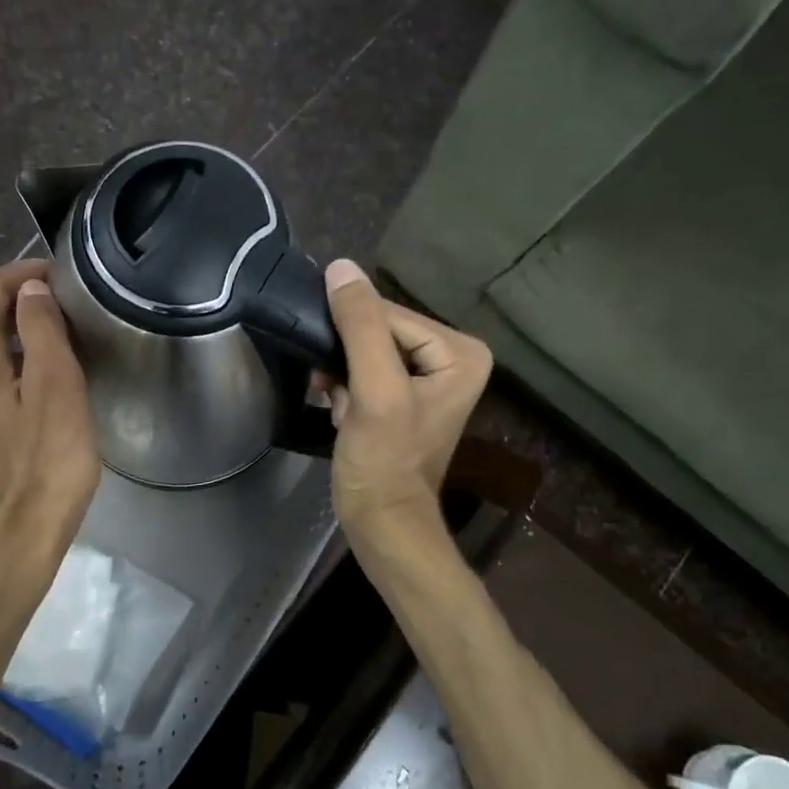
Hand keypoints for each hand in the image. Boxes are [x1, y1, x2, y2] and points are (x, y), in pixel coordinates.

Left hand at [0, 259, 99, 552]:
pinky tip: (29, 367)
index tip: (57, 274)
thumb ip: (41, 333)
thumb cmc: (45, 465)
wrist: (15, 536)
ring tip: (44, 323)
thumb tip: (30, 289)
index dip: (17, 274)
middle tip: (49, 293)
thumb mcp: (56, 391)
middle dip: (1, 290)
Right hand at [321, 259, 492, 540]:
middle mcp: (451, 357)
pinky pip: (364, 371)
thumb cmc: (384, 460)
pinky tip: (340, 412)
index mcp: (460, 350)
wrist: (381, 522)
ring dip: (341, 374)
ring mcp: (427, 379)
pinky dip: (344, 388)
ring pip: (365, 350)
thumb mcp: (374, 389)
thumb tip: (341, 267)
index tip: (327, 362)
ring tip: (339, 405)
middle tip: (333, 388)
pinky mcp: (402, 397)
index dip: (351, 333)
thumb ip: (360, 326)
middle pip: (379, 331)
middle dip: (347, 358)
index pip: (391, 314)